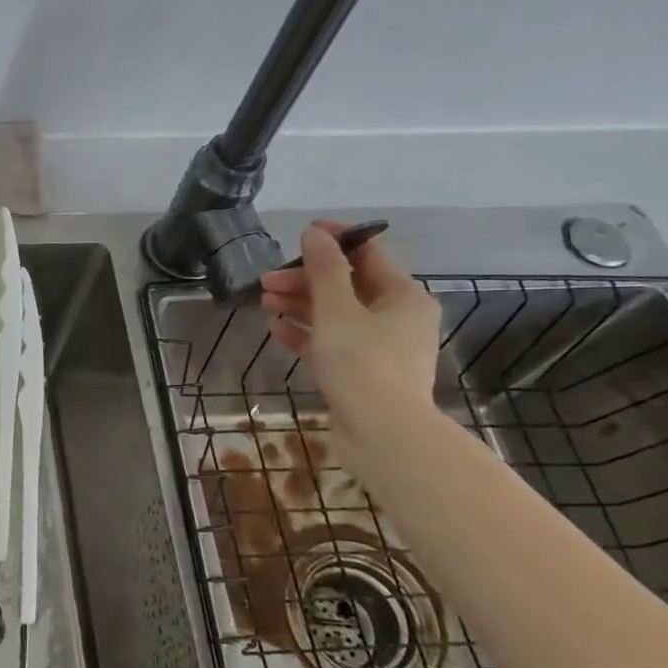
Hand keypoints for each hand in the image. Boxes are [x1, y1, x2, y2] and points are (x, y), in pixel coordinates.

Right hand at [257, 221, 440, 453]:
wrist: (382, 433)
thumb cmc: (363, 364)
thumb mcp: (338, 311)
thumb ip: (324, 271)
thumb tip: (315, 235)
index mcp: (402, 296)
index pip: (368, 254)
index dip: (335, 241)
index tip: (302, 234)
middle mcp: (396, 317)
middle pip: (346, 286)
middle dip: (305, 280)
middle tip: (266, 281)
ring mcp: (379, 347)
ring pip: (335, 315)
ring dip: (300, 305)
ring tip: (265, 302)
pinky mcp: (360, 372)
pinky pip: (330, 343)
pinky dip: (305, 334)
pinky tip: (277, 330)